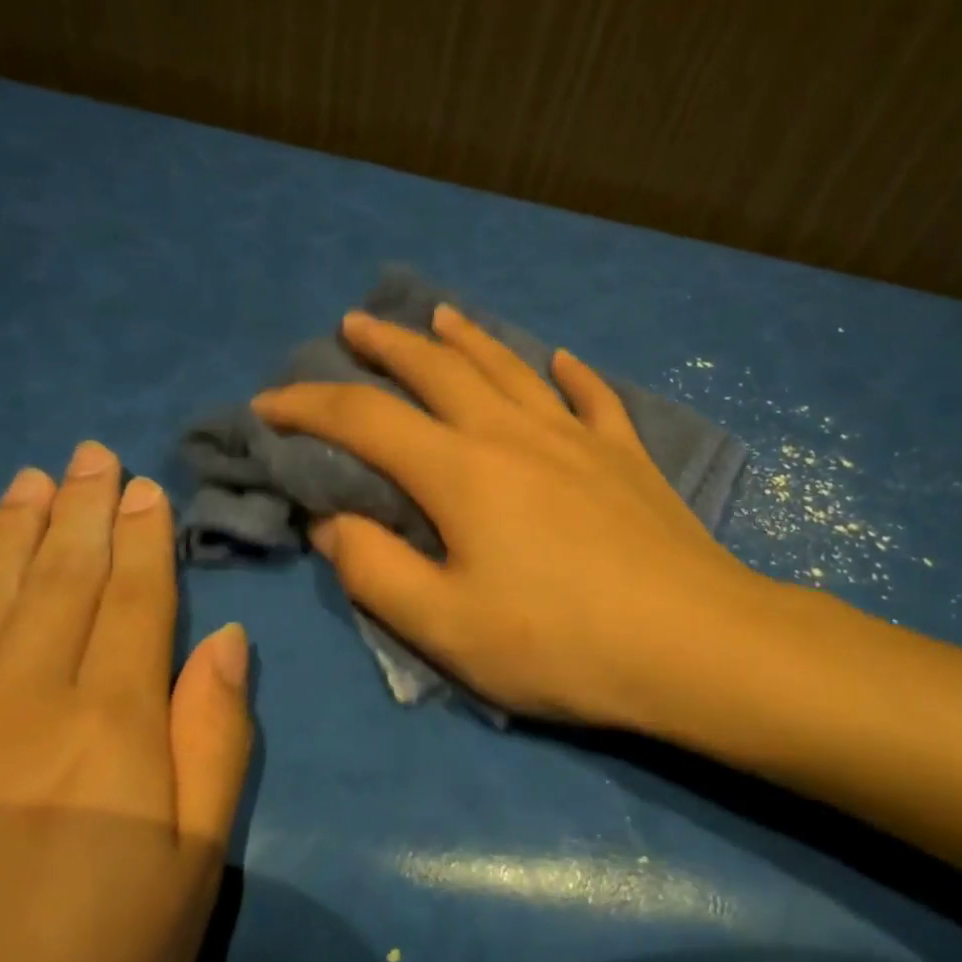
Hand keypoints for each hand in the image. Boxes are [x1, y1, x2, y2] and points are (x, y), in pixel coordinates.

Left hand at [0, 443, 250, 961]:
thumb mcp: (188, 876)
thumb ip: (214, 744)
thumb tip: (225, 640)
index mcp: (105, 729)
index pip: (133, 601)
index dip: (142, 538)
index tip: (142, 485)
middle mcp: (12, 702)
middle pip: (58, 583)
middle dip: (81, 511)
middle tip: (88, 454)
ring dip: (11, 533)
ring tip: (31, 480)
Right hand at [251, 305, 760, 732]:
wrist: (694, 644)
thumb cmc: (561, 644)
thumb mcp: (446, 626)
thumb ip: (375, 570)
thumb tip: (330, 522)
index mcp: (461, 472)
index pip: (365, 419)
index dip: (308, 404)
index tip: (267, 402)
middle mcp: (514, 434)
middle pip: (438, 370)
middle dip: (387, 345)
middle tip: (354, 325)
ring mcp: (578, 438)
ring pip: (510, 369)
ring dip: (467, 339)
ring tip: (440, 316)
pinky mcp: (627, 457)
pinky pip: (593, 398)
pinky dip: (570, 375)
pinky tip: (560, 360)